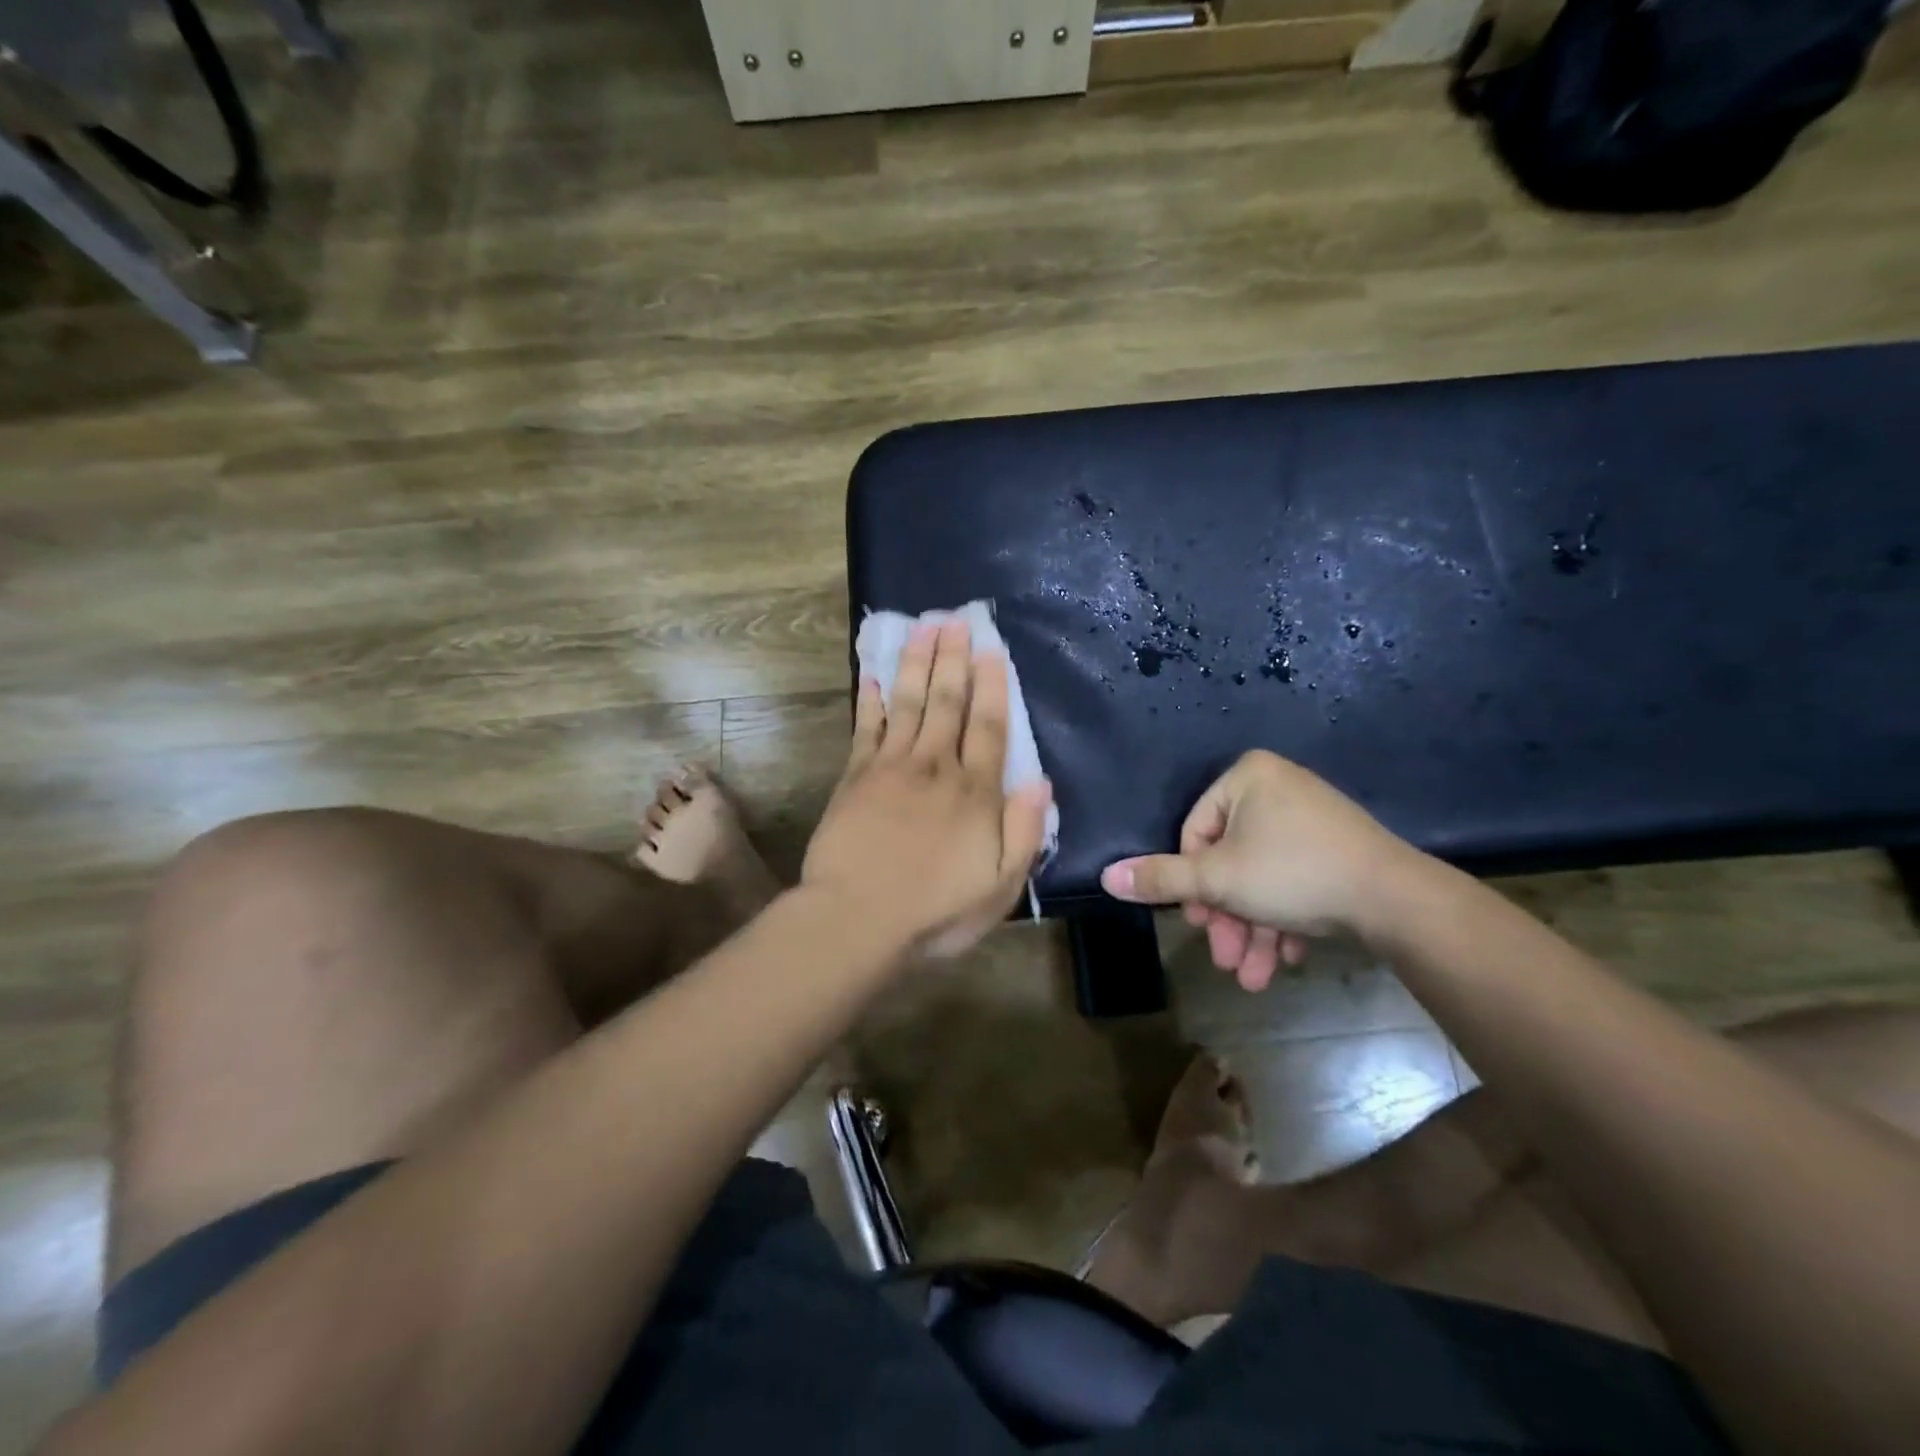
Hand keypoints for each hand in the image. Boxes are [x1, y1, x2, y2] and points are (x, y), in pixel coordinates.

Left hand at [803, 620, 1053, 958]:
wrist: (857, 919)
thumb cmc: (935, 910)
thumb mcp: (1000, 886)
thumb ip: (1023, 832)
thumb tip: (1041, 781)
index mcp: (975, 792)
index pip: (989, 727)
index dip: (992, 686)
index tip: (991, 650)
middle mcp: (935, 767)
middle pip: (947, 702)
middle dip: (953, 658)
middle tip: (954, 619)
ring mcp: (891, 767)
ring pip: (908, 702)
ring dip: (916, 663)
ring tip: (922, 627)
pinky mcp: (855, 776)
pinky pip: (866, 727)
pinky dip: (870, 699)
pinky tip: (872, 673)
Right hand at [1100, 750, 1419, 990]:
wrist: (1397, 900)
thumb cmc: (1293, 874)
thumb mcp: (1216, 880)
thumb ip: (1160, 878)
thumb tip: (1106, 876)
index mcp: (1247, 778)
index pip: (1195, 831)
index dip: (1191, 883)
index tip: (1198, 923)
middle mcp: (1279, 788)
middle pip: (1230, 859)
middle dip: (1226, 917)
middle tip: (1226, 959)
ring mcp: (1313, 818)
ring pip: (1263, 878)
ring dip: (1252, 930)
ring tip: (1254, 977)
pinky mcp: (1338, 849)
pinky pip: (1296, 879)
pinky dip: (1285, 919)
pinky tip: (1289, 958)